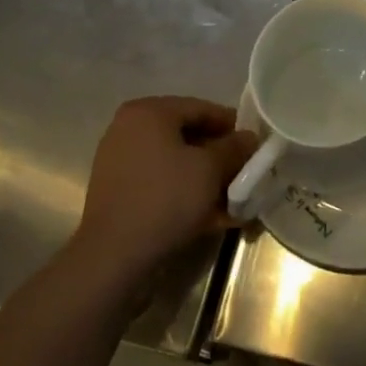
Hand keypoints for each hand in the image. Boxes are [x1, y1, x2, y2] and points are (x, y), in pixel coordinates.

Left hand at [73, 97, 257, 275]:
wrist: (112, 257)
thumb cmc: (165, 198)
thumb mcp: (210, 169)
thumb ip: (234, 147)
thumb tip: (249, 137)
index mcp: (149, 112)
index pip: (201, 108)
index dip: (232, 126)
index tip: (253, 145)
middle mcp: (129, 128)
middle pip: (187, 135)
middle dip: (218, 157)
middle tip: (243, 173)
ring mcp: (119, 160)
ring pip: (174, 162)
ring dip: (204, 178)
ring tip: (231, 200)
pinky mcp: (117, 191)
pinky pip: (159, 182)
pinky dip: (183, 193)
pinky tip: (209, 216)